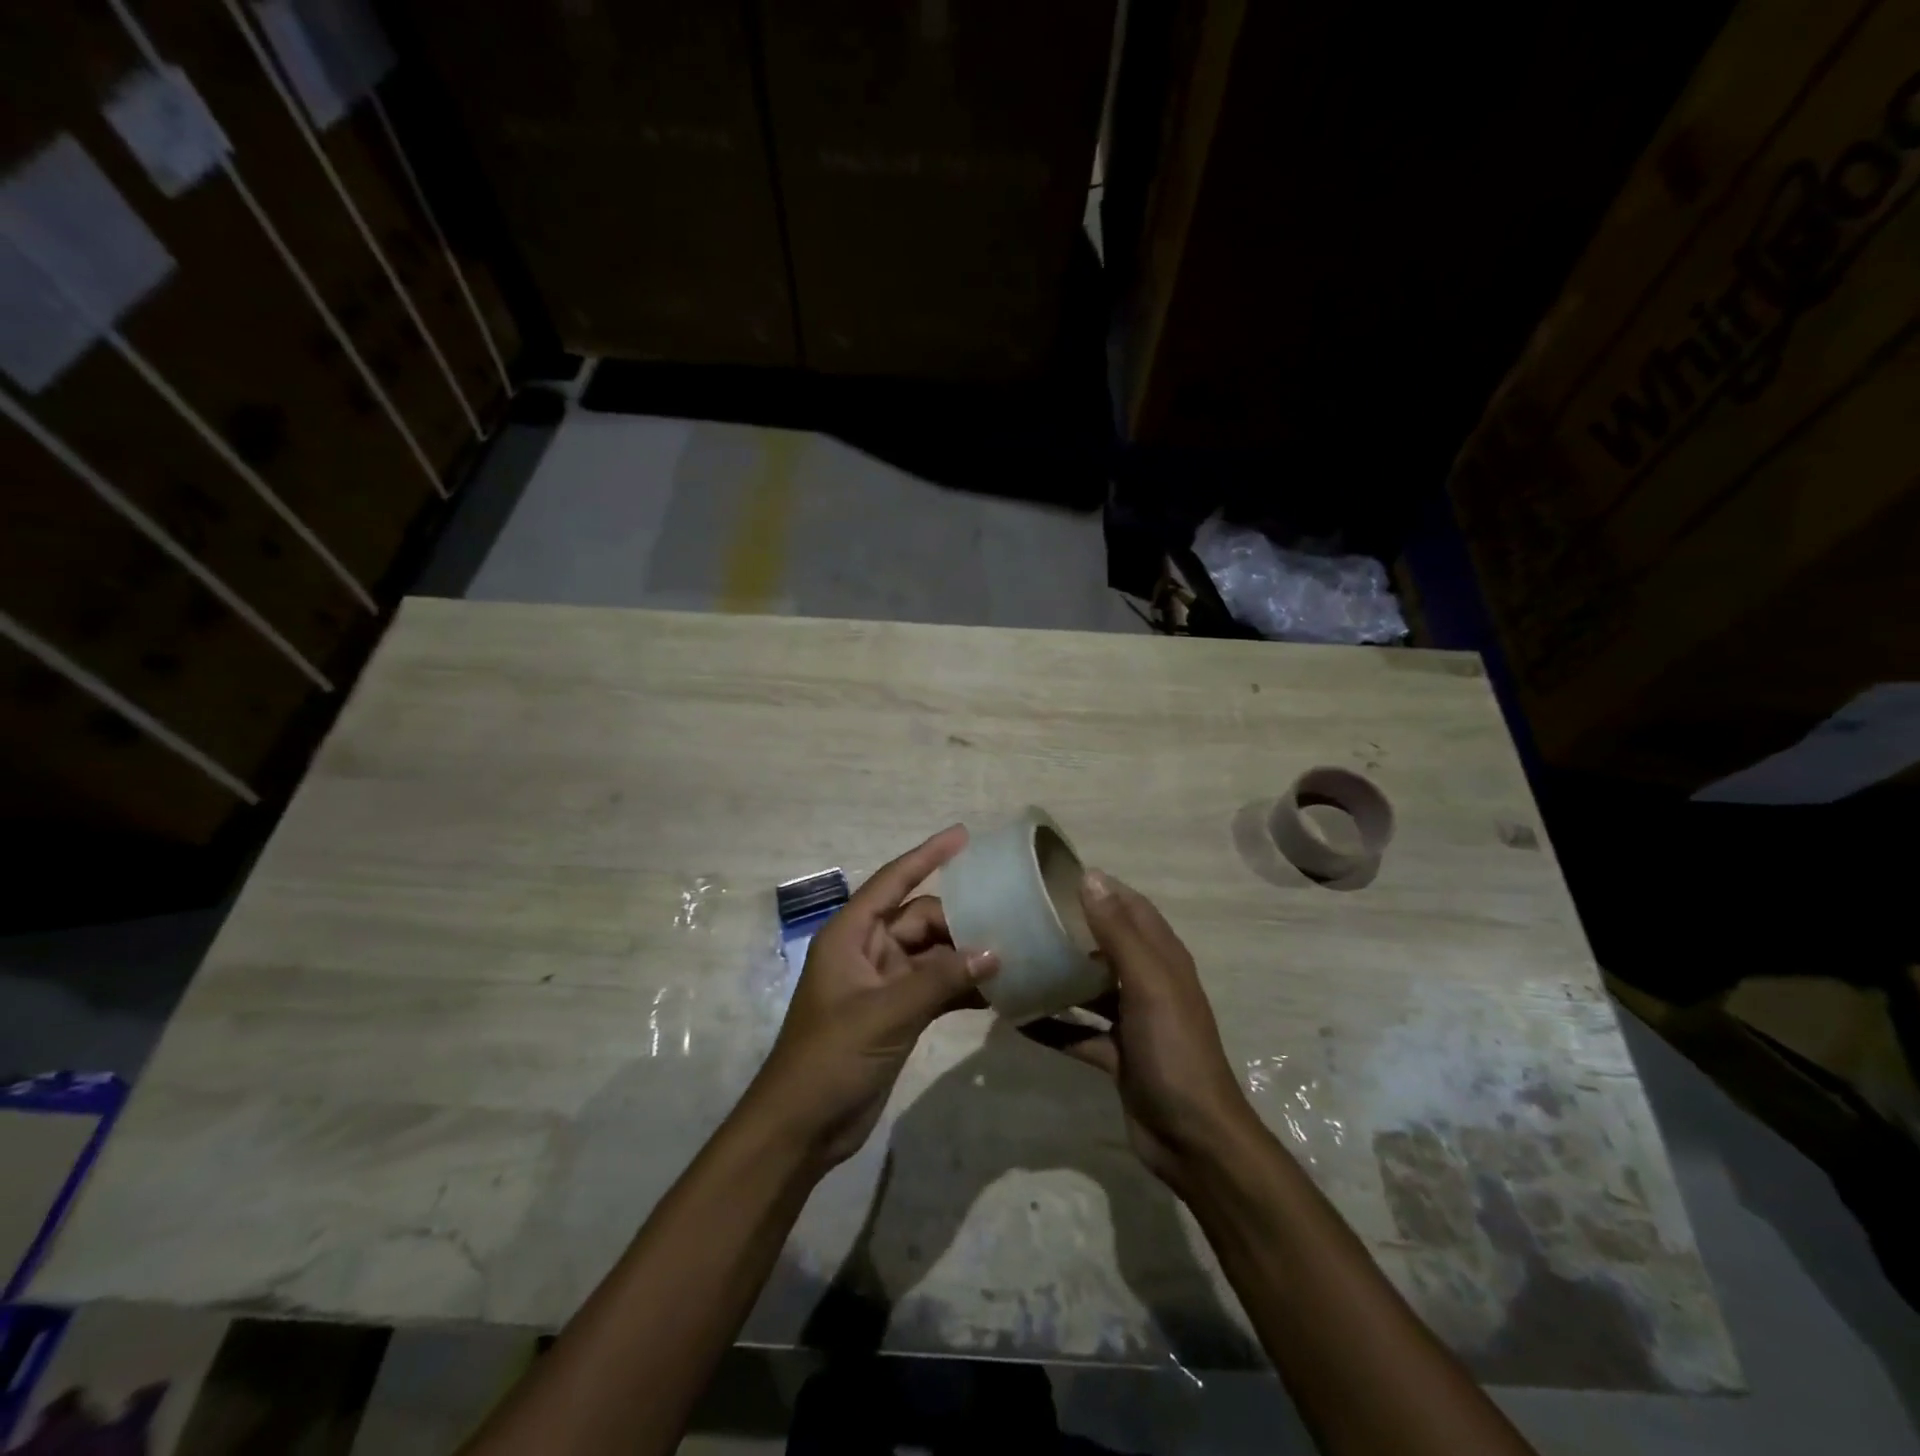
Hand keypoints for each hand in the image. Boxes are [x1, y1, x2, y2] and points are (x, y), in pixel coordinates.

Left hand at [741, 826, 996, 1169]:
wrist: (801, 1128)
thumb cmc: (830, 1058)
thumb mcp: (885, 1013)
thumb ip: (940, 980)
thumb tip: (994, 951)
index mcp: (851, 935)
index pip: (893, 881)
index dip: (928, 855)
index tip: (964, 835)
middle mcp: (868, 950)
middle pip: (921, 919)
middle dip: (960, 918)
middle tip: (1010, 918)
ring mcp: (884, 984)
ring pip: (933, 954)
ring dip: (966, 955)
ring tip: (1015, 950)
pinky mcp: (897, 1014)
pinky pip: (936, 987)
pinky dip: (961, 987)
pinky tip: (998, 991)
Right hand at [1029, 871, 1254, 1187]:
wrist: (1193, 1139)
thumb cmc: (1174, 1050)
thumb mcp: (1148, 984)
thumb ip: (1118, 932)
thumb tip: (1091, 877)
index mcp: (1163, 959)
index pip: (1131, 907)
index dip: (1101, 888)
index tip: (1055, 876)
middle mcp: (1148, 983)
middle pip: (1107, 944)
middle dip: (1073, 928)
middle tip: (1025, 915)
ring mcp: (1132, 1021)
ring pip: (1090, 988)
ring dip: (1059, 975)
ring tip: (1016, 958)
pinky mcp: (1117, 1054)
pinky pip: (1078, 1031)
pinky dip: (1053, 1024)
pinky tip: (1017, 1018)